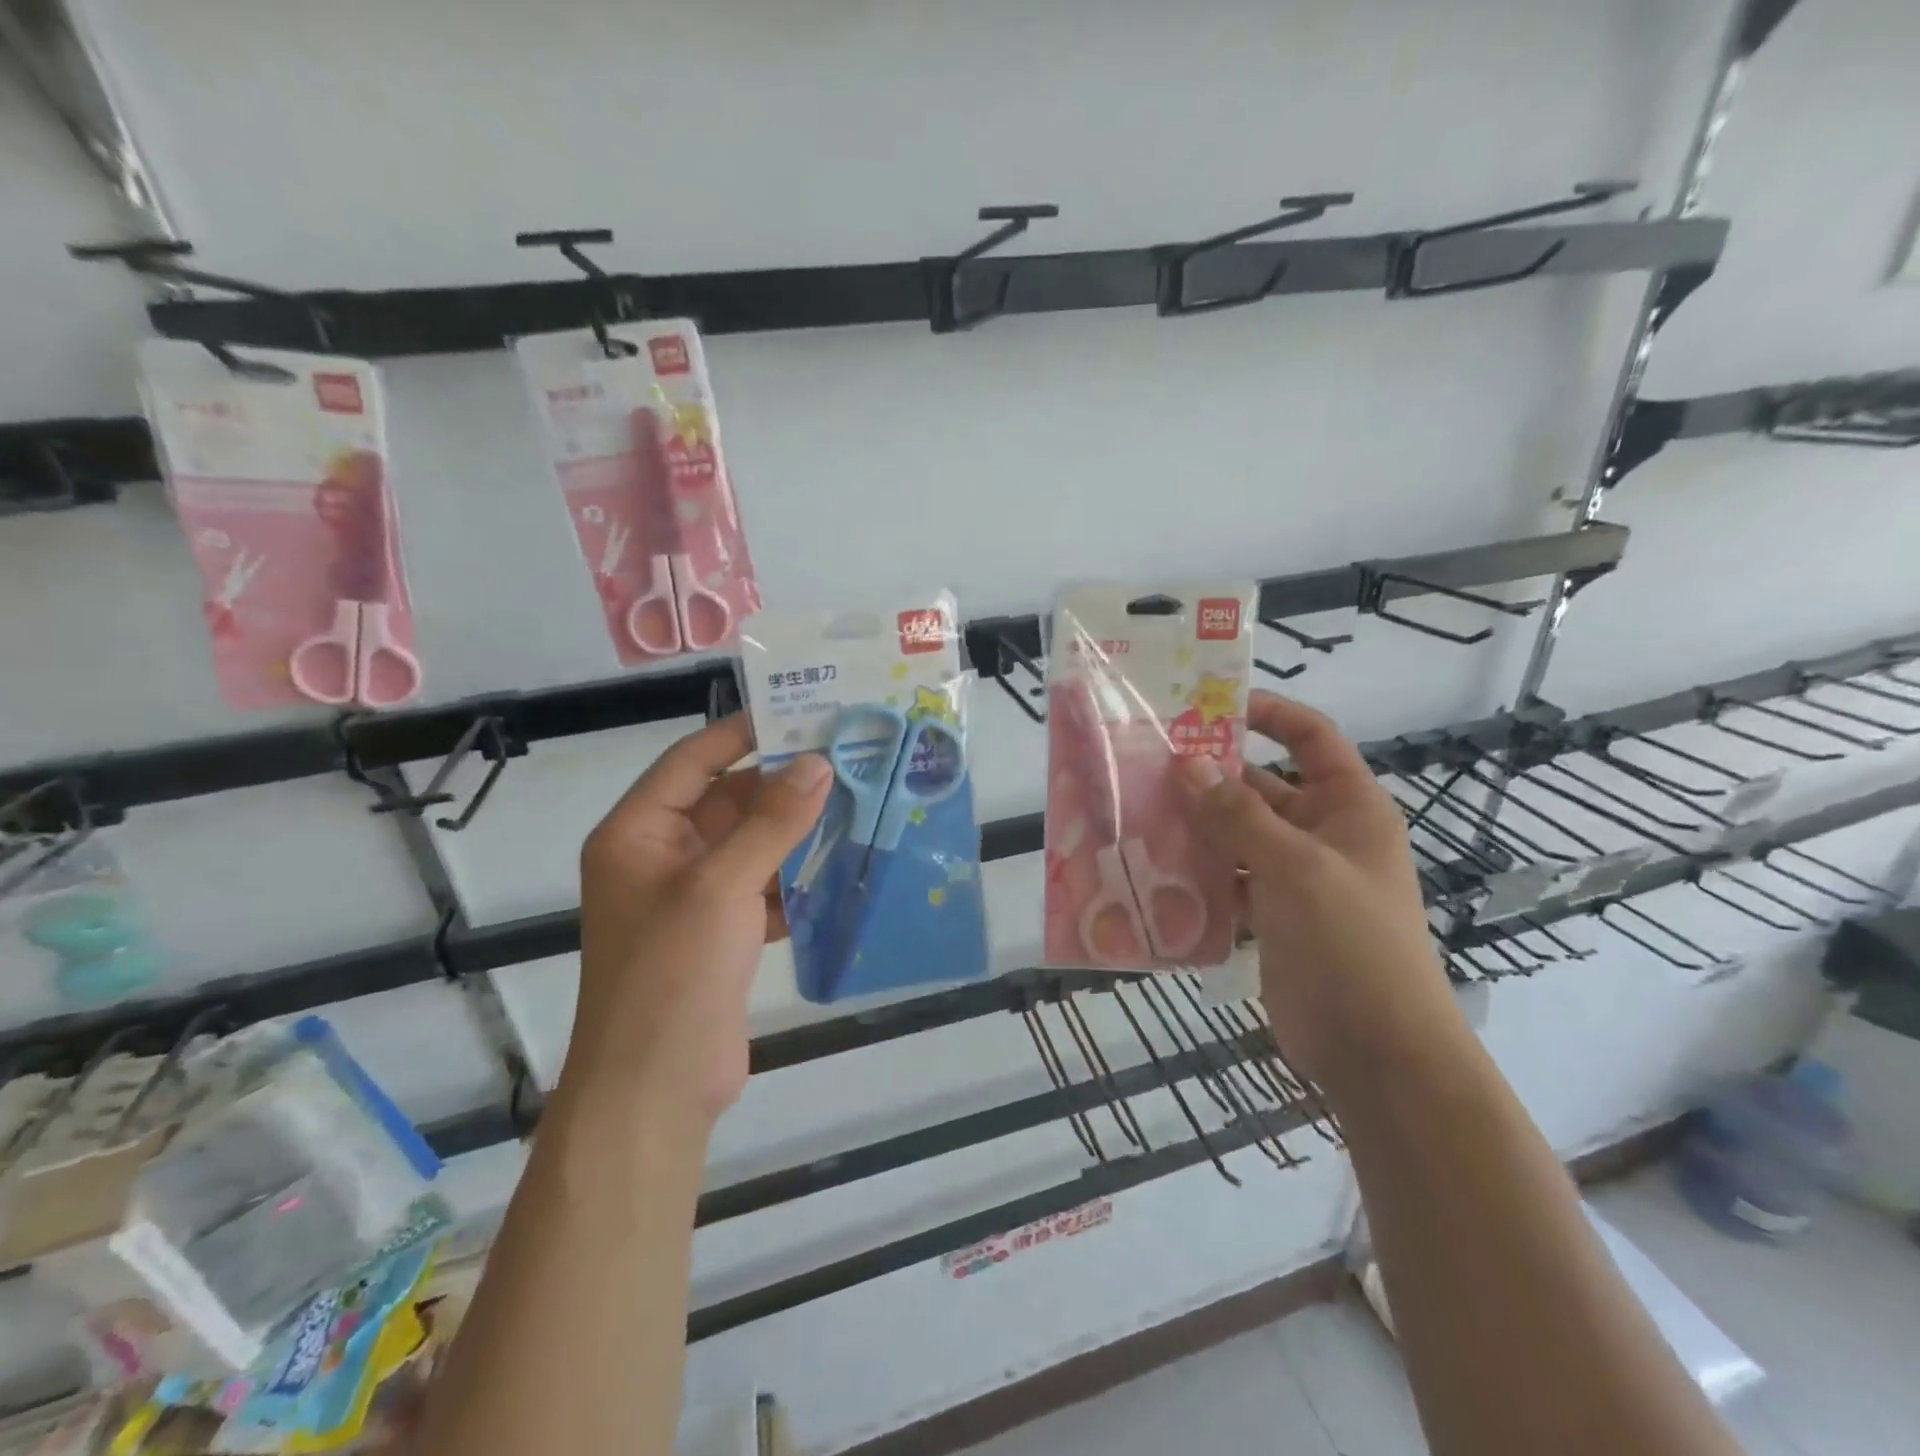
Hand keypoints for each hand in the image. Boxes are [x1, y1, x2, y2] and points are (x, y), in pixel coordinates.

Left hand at [570, 715, 831, 1126]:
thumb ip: (772, 822)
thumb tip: (818, 763)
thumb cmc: (672, 972)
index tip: (799, 711)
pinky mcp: (722, 934)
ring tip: (858, 801)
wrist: (657, 1088)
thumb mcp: (721, 885)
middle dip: (784, 785)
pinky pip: (765, 887)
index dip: (742, 733)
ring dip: (798, 831)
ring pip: (753, 845)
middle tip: (847, 758)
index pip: (693, 760)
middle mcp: (662, 857)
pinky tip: (844, 865)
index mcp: (639, 833)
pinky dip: (799, 878)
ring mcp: (694, 898)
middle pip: (728, 802)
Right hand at [1177, 691, 1463, 1098]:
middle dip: (1209, 775)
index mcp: (1348, 807)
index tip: (1208, 705)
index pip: (1310, 737)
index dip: (1267, 713)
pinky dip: (1196, 872)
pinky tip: (1152, 867)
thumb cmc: (1351, 943)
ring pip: (1236, 834)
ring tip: (1136, 810)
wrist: (1377, 1052)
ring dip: (1194, 825)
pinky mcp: (1272, 916)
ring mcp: (1294, 877)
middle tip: (1145, 764)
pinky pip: (1227, 879)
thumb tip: (1185, 764)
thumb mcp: (1295, 867)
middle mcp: (1322, 833)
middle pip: (1261, 786)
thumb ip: (1237, 815)